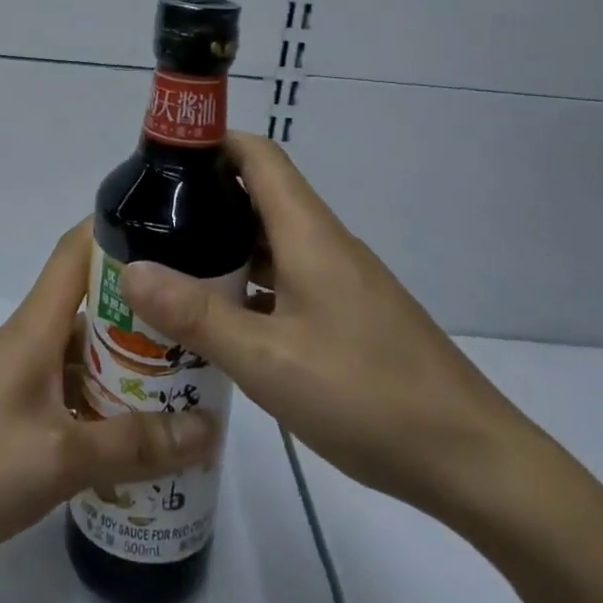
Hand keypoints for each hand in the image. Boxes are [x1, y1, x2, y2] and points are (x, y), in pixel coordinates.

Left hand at [0, 220, 218, 579]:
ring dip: (130, 365)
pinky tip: (140, 438)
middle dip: (146, 312)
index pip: (77, 250)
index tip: (173, 232)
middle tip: (203, 329)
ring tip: (189, 386)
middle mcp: (31, 341)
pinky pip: (71, 393)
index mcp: (37, 326)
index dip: (118, 230)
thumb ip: (134, 445)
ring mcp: (21, 379)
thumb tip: (209, 428)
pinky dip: (105, 405)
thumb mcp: (60, 458)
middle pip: (93, 305)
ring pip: (85, 354)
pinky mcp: (15, 415)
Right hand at [119, 134, 537, 525]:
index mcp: (308, 234)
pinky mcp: (350, 315)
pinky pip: (288, 280)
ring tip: (171, 267)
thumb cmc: (367, 396)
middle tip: (149, 221)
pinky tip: (222, 319)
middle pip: (260, 196)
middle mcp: (325, 245)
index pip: (258, 156)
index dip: (211, 142)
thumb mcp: (267, 360)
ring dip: (225, 246)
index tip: (160, 158)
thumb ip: (196, 315)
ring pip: (272, 243)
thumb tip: (130, 269)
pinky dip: (250, 285)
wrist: (472, 461)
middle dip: (204, 199)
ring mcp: (342, 281)